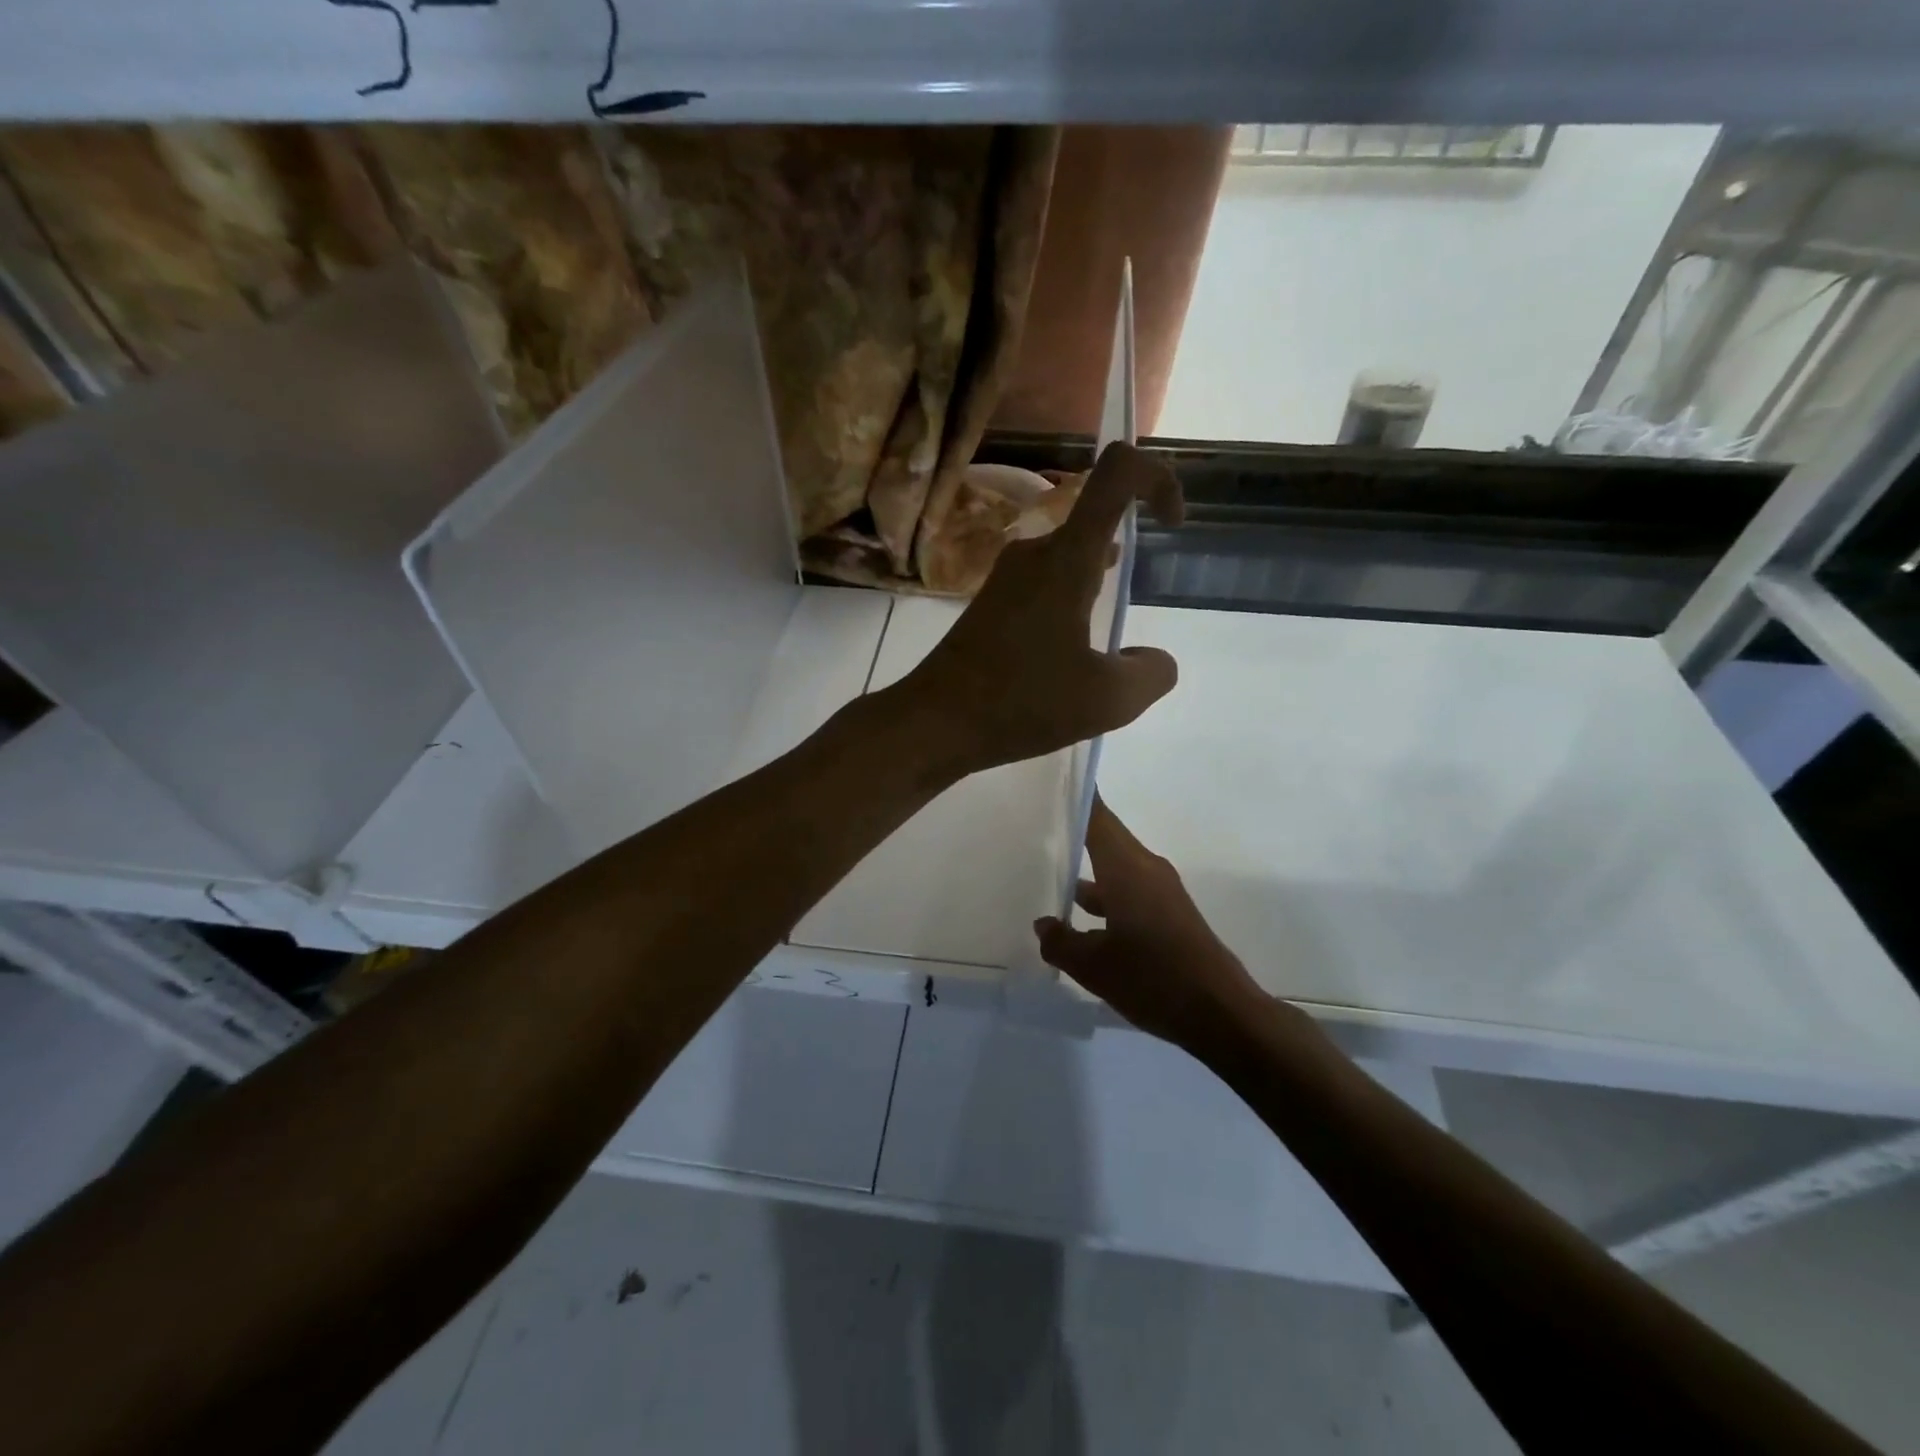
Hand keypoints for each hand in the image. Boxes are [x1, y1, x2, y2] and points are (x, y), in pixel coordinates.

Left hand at [895, 442, 1184, 774]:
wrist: (934, 722)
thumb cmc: (1021, 702)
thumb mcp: (1107, 700)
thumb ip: (1151, 673)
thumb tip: (1152, 659)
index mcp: (1068, 558)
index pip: (1116, 472)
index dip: (1157, 478)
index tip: (1172, 523)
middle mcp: (1035, 553)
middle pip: (1094, 519)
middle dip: (1129, 549)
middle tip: (1138, 604)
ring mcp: (1008, 578)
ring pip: (1070, 558)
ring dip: (1098, 583)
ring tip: (1107, 639)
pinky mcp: (991, 604)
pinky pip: (1046, 585)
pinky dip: (1071, 605)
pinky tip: (1071, 652)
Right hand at [1035, 797, 1266, 1050]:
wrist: (1221, 1013)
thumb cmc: (1153, 978)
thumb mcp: (1093, 966)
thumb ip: (1061, 942)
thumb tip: (1044, 925)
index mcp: (1127, 868)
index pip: (1098, 818)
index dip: (1078, 797)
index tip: (1053, 780)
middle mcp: (1146, 869)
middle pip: (1106, 838)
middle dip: (1075, 830)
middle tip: (1037, 823)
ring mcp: (1160, 892)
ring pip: (1116, 868)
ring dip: (1088, 869)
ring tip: (1048, 871)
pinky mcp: (1169, 914)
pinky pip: (1128, 890)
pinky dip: (1104, 896)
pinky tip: (1081, 921)